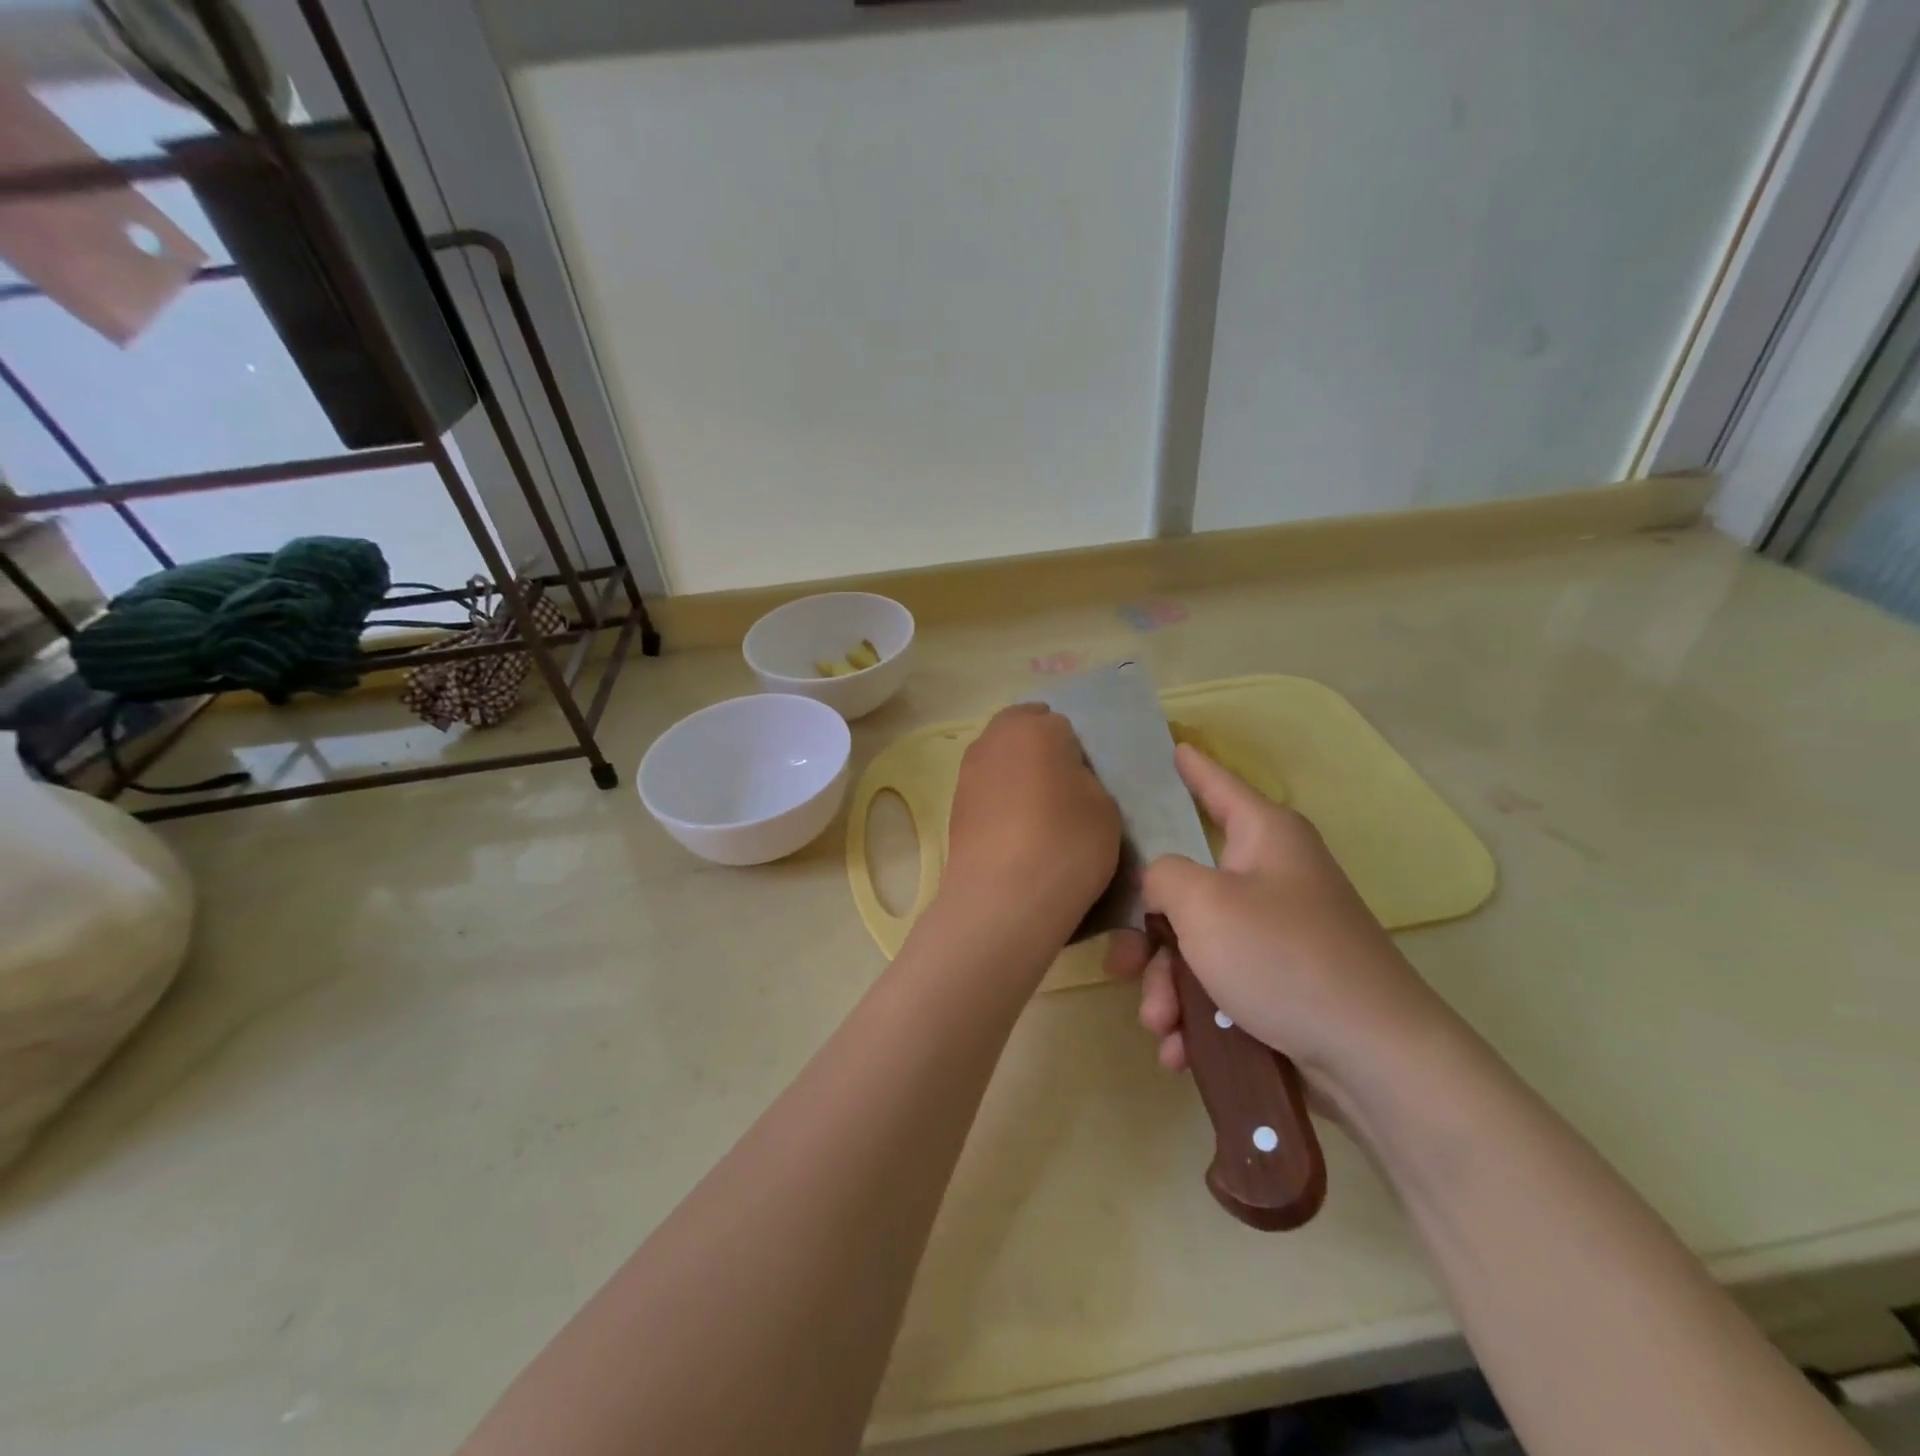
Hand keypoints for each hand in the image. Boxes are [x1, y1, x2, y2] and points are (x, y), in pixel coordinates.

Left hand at [939, 704, 1121, 945]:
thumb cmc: (1066, 843)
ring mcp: (967, 772)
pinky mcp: (954, 806)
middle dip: (1041, 752)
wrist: (1003, 900)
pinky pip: (986, 791)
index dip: (1076, 751)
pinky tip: (1016, 833)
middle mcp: (993, 739)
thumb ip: (1086, 779)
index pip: (1062, 724)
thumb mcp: (1105, 807)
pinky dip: (1000, 802)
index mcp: (1035, 727)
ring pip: (1000, 761)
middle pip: (1022, 733)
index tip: (1086, 781)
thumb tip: (1066, 778)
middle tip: (1064, 790)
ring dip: (1017, 775)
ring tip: (1039, 815)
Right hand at [1105, 744, 1454, 1088]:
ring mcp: (1278, 932)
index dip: (1188, 765)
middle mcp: (1272, 875)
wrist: (1375, 1059)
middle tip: (1121, 967)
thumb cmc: (1283, 958)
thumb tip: (1158, 885)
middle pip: (1187, 885)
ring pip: (1196, 944)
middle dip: (1149, 935)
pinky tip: (1180, 1050)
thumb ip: (1161, 876)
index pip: (1216, 783)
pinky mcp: (1281, 983)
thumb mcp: (1203, 904)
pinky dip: (1196, 1014)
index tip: (1167, 745)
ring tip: (1162, 1025)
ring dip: (1167, 986)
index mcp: (1264, 836)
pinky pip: (1220, 984)